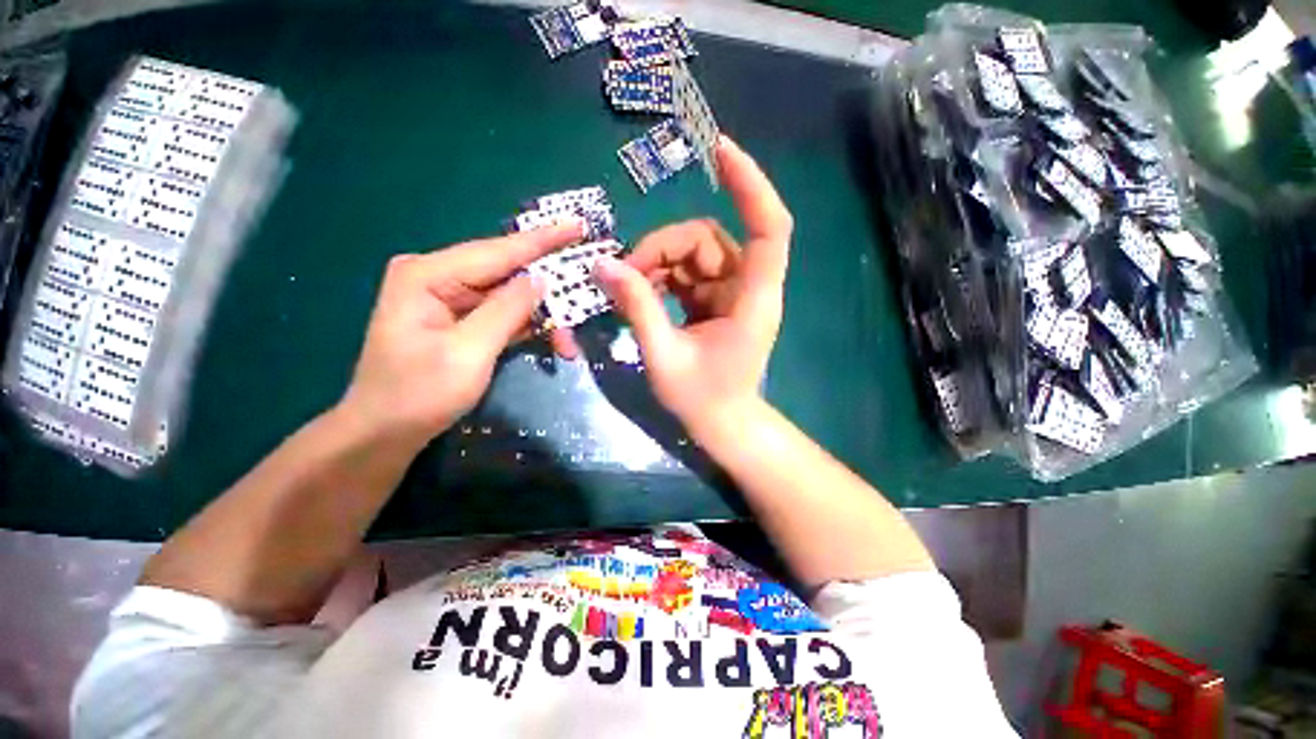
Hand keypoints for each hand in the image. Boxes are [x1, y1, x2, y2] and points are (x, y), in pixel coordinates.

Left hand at [338, 222, 583, 447]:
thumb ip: (507, 310)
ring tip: (567, 344)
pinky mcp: (460, 319)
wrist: (384, 432)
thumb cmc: (418, 394)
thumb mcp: (468, 352)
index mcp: (429, 274)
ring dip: (542, 317)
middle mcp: (439, 277)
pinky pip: (503, 314)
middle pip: (507, 273)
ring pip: (510, 297)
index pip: (499, 250)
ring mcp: (449, 299)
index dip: (543, 239)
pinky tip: (550, 340)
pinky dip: (528, 327)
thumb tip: (541, 278)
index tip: (579, 225)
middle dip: (548, 292)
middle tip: (584, 297)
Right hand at [594, 136, 792, 438]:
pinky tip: (642, 294)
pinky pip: (688, 272)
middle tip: (623, 275)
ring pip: (694, 252)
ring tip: (628, 288)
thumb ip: (638, 308)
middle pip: (707, 238)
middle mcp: (749, 287)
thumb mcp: (663, 356)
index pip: (768, 228)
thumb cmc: (703, 399)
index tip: (719, 149)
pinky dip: (662, 277)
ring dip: (658, 263)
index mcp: (752, 299)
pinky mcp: (718, 300)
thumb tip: (603, 264)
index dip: (750, 185)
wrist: (724, 424)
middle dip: (661, 248)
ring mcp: (733, 292)